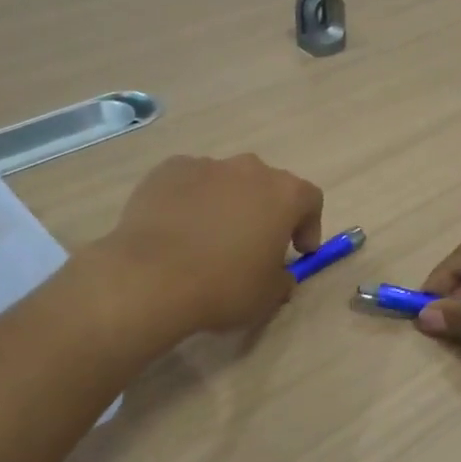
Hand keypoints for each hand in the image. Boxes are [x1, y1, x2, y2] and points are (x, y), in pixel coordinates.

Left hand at [94, 154, 323, 335]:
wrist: (150, 277)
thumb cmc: (224, 286)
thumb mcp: (268, 296)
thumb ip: (282, 279)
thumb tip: (279, 274)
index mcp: (284, 194)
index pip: (310, 200)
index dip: (308, 225)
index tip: (299, 251)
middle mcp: (250, 169)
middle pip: (267, 186)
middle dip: (266, 211)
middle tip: (254, 244)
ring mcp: (206, 165)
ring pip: (226, 182)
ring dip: (227, 204)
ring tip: (209, 238)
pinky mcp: (168, 170)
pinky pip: (190, 183)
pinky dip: (191, 201)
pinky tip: (178, 230)